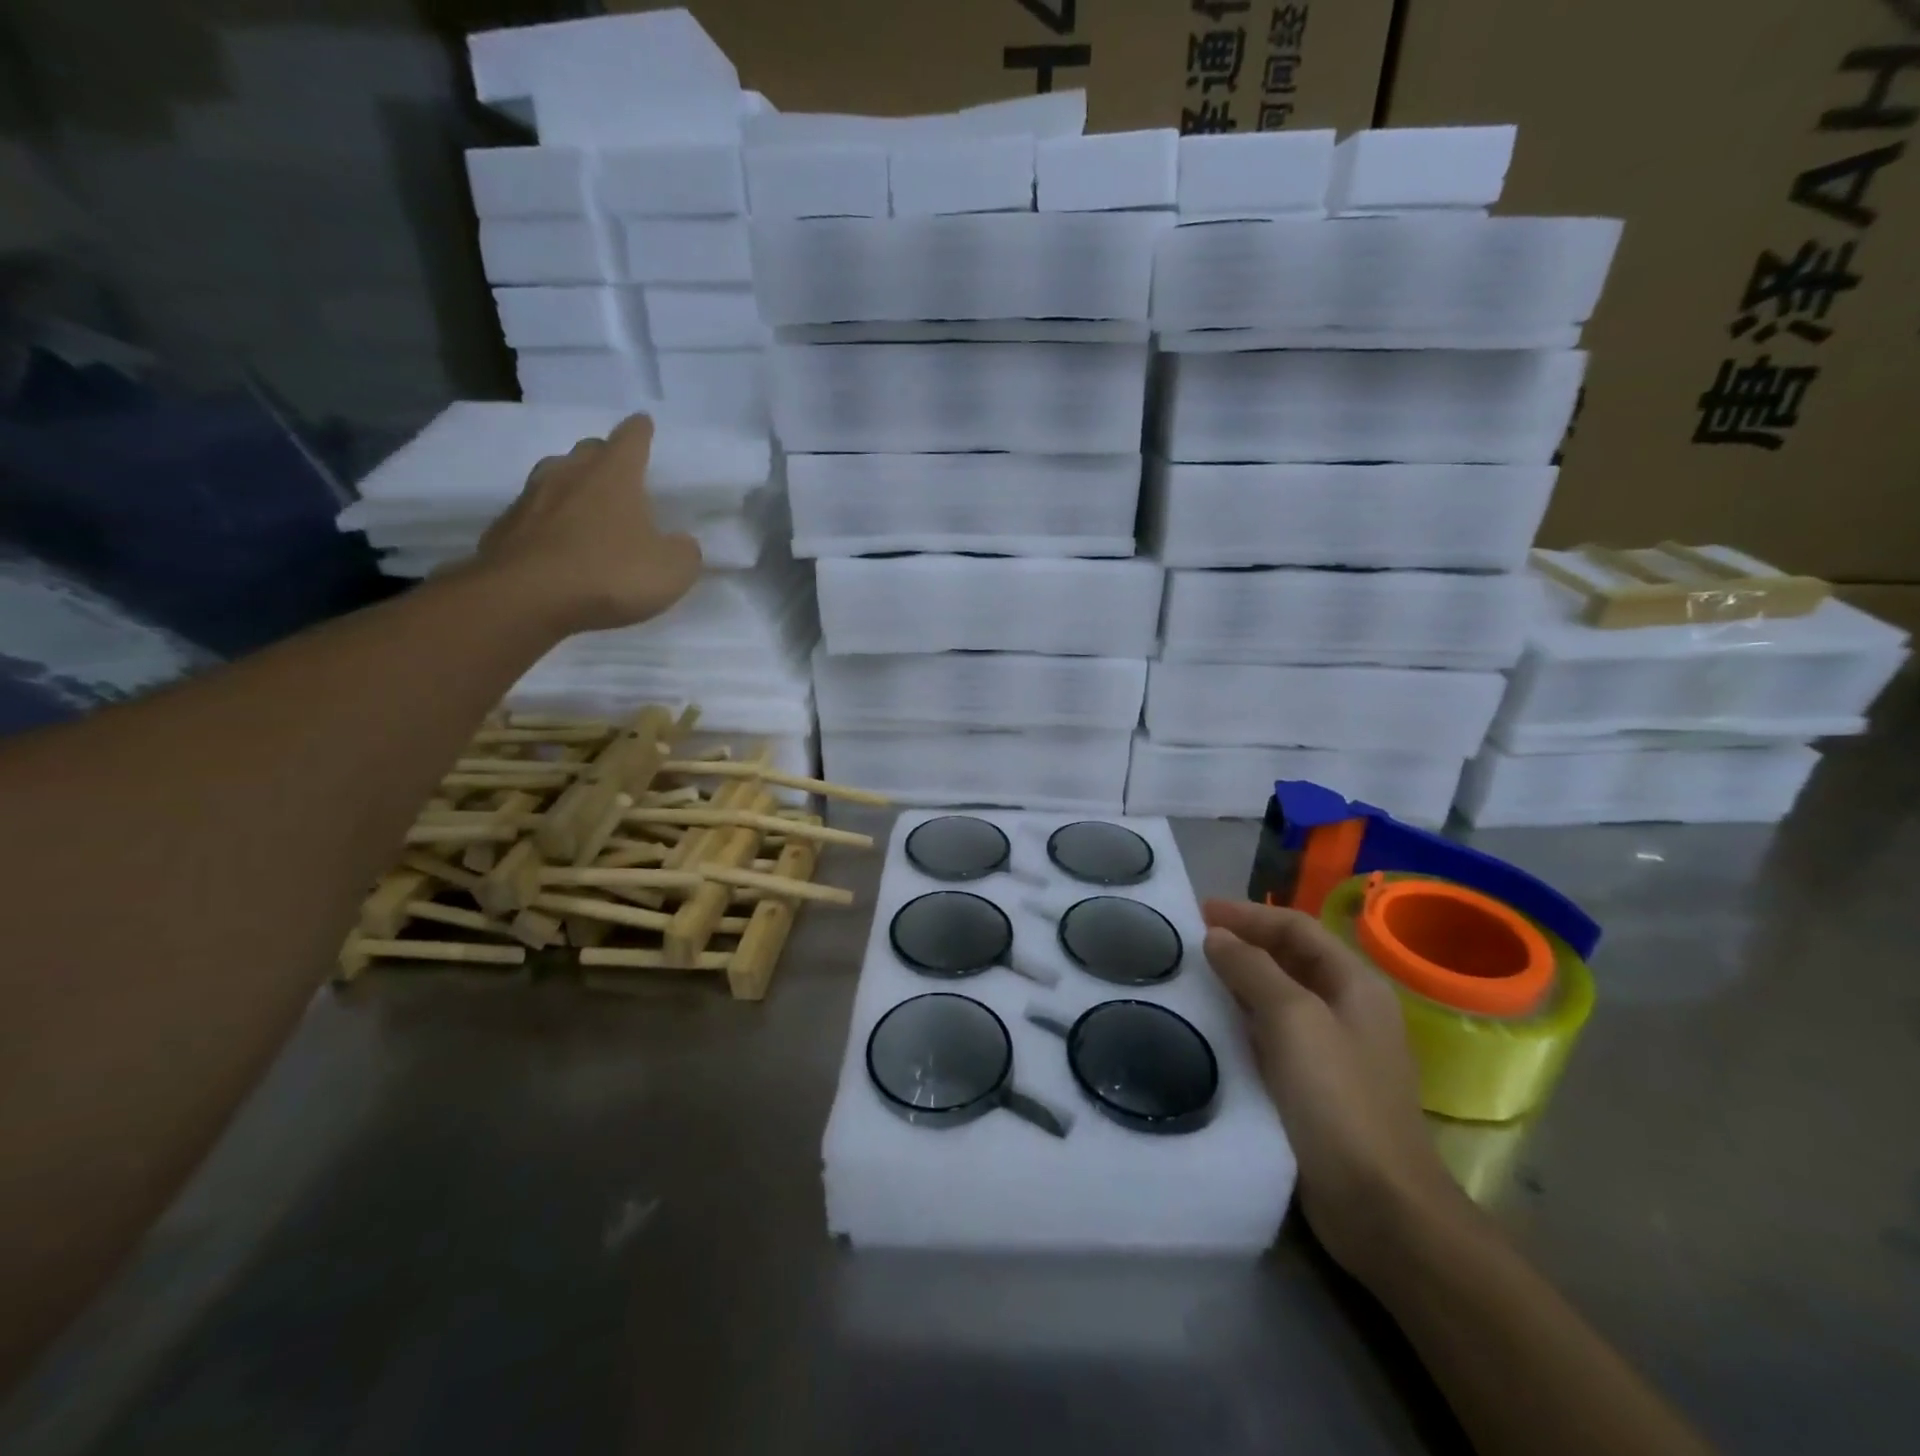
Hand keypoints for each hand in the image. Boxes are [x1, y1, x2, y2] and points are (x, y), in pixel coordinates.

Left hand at [470, 413, 702, 632]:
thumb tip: (680, 543)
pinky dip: (547, 521)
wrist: (526, 598)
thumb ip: (683, 552)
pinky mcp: (505, 528)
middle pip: (588, 452)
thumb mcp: (671, 571)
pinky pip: (533, 514)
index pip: (631, 439)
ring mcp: (531, 499)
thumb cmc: (609, 574)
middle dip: (604, 456)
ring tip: (584, 503)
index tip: (644, 422)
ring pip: (555, 477)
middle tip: (616, 469)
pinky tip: (556, 542)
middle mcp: (570, 474)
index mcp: (614, 475)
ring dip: (571, 485)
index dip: (640, 431)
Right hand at [1202, 899, 1470, 1283]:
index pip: (1296, 928)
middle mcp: (1349, 1009)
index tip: (1199, 912)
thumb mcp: (1292, 1019)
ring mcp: (1335, 1050)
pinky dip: (1243, 1021)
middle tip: (1190, 942)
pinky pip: (1274, 1036)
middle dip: (1242, 944)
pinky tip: (1213, 1028)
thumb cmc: (1338, 1099)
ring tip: (1193, 978)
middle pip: (1290, 959)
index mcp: (1355, 984)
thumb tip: (1218, 936)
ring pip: (1279, 998)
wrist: (1381, 1205)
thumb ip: (1253, 969)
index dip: (1248, 914)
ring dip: (1239, 982)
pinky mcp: (1317, 1087)